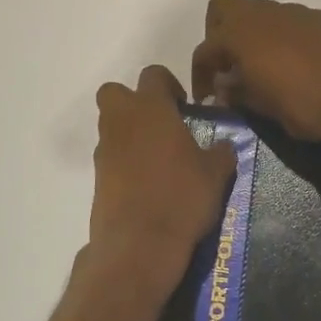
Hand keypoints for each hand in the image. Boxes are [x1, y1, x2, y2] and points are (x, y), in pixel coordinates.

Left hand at [89, 65, 236, 284]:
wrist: (139, 245)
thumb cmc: (181, 197)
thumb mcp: (216, 173)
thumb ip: (221, 151)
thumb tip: (224, 145)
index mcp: (151, 108)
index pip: (153, 74)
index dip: (169, 85)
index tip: (185, 107)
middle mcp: (121, 122)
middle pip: (115, 92)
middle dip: (135, 101)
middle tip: (163, 124)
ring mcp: (105, 151)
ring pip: (111, 127)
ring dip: (131, 134)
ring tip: (161, 160)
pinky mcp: (97, 180)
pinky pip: (111, 158)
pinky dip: (125, 164)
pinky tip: (149, 185)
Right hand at [189, 0, 320, 144]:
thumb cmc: (303, 106)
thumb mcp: (262, 107)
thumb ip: (237, 92)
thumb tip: (225, 87)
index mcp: (242, 33)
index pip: (205, 48)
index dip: (200, 74)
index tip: (207, 97)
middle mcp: (266, 13)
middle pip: (224, 8)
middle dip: (218, 35)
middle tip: (228, 67)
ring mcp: (297, 12)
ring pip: (261, 14)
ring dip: (254, 36)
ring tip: (263, 69)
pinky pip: (291, 22)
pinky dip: (283, 38)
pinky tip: (296, 66)